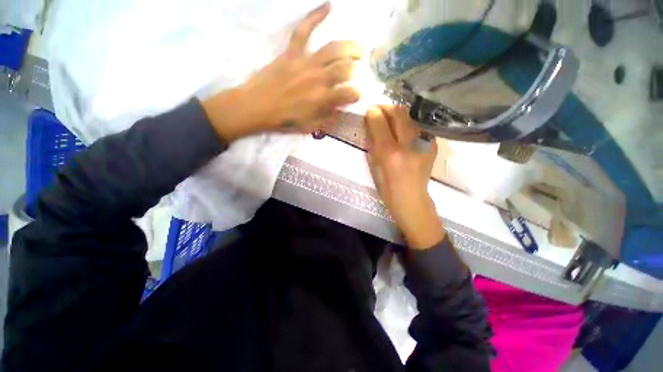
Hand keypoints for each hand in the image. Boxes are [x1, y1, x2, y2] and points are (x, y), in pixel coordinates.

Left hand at [203, 2, 361, 141]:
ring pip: (333, 49)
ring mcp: (305, 62)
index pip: (349, 93)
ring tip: (358, 48)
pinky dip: (315, 16)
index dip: (357, 94)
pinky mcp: (291, 53)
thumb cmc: (284, 120)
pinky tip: (328, 7)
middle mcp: (318, 78)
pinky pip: (304, 31)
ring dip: (349, 47)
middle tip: (359, 71)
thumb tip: (340, 109)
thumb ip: (327, 117)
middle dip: (356, 70)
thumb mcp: (309, 126)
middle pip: (345, 69)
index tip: (358, 94)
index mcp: (322, 99)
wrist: (257, 106)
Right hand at [365, 105, 444, 249]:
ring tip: (391, 120)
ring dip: (398, 114)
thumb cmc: (387, 187)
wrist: (411, 198)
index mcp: (390, 153)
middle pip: (399, 113)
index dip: (373, 113)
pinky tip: (404, 132)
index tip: (369, 110)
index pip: (379, 122)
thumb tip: (371, 124)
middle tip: (379, 110)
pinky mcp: (432, 145)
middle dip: (386, 108)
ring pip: (411, 117)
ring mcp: (424, 143)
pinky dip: (409, 125)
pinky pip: (419, 127)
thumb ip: (372, 143)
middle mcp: (409, 144)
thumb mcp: (374, 165)